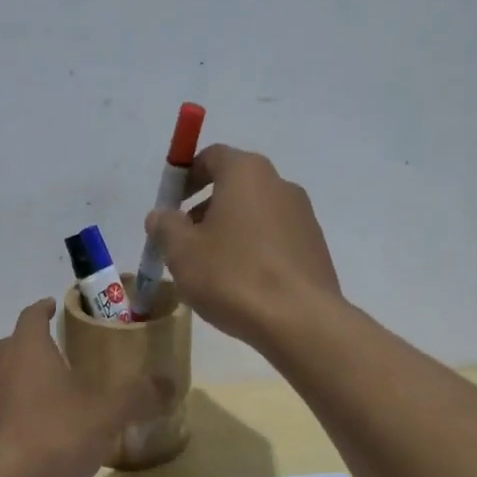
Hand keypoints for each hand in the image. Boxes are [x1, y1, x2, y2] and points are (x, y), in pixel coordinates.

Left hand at [0, 299, 169, 476]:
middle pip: (16, 344)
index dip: (44, 308)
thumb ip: (139, 396)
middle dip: (37, 345)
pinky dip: (17, 410)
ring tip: (54, 393)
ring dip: (26, 379)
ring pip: (5, 377)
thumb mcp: (107, 413)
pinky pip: (0, 409)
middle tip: (65, 353)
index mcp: (27, 348)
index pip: (32, 315)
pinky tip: (40, 431)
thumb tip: (170, 383)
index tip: (55, 306)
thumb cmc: (54, 433)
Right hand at [145, 145, 340, 350]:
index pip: (211, 156)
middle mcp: (280, 184)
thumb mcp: (182, 251)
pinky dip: (254, 250)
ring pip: (255, 214)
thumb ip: (165, 226)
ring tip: (212, 270)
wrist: (300, 320)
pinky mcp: (315, 247)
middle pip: (235, 186)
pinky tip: (242, 285)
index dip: (186, 177)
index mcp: (246, 173)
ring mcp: (303, 216)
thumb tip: (161, 215)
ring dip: (230, 231)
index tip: (171, 206)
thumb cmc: (233, 275)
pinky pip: (275, 239)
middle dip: (206, 208)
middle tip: (185, 242)